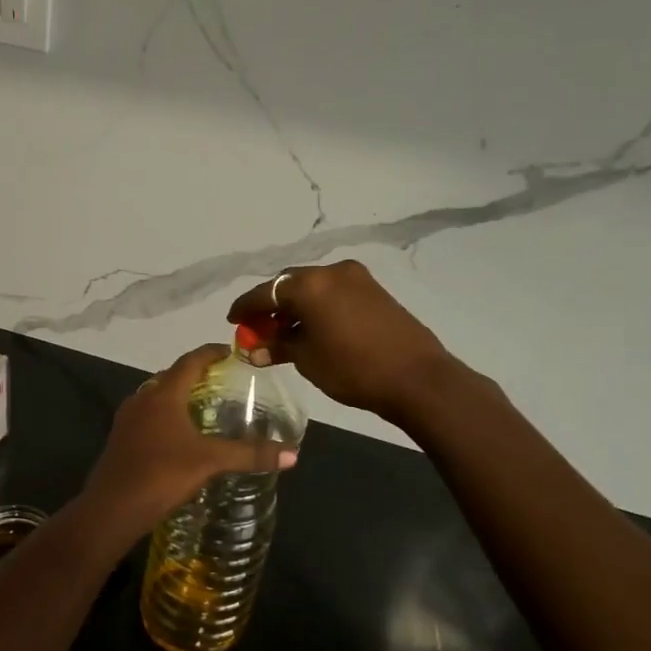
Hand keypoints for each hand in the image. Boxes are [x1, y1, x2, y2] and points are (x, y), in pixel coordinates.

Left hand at [82, 344, 297, 532]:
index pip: (190, 361)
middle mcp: (142, 398)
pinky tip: (178, 435)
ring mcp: (127, 418)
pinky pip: (147, 415)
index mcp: (163, 394)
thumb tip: (293, 454)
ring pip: (156, 396)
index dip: (211, 352)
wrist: (112, 507)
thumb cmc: (162, 474)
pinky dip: (166, 415)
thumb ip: (249, 455)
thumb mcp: (210, 461)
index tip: (231, 351)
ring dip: (179, 396)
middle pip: (172, 376)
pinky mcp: (120, 438)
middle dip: (196, 374)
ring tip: (204, 407)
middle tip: (222, 380)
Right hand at [228, 261, 450, 423]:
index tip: (233, 320)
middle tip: (259, 329)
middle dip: (271, 305)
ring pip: (313, 288)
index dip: (245, 307)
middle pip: (289, 284)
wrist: (417, 378)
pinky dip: (317, 306)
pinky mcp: (374, 290)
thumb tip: (254, 350)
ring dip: (295, 306)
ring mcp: (357, 278)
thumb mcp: (307, 359)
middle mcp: (331, 272)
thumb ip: (277, 347)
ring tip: (284, 333)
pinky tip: (312, 328)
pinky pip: (333, 292)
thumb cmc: (353, 368)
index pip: (265, 292)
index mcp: (309, 284)